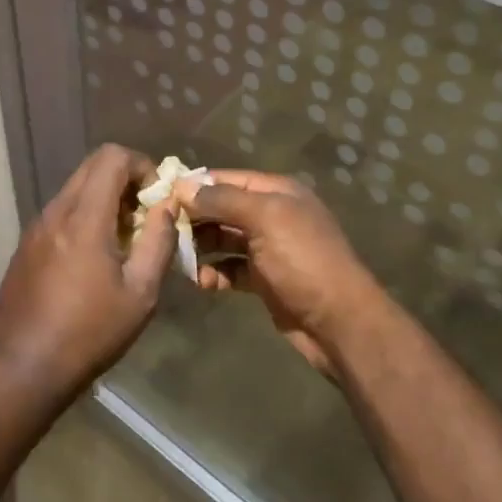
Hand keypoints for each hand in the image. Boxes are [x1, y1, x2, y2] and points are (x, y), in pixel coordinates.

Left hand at [0, 144, 177, 397]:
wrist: (21, 367)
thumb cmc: (88, 332)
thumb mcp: (140, 294)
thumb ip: (158, 242)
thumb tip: (168, 207)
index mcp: (84, 216)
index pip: (112, 156)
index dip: (142, 165)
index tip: (157, 198)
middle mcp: (56, 210)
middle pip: (93, 166)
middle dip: (126, 180)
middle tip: (145, 216)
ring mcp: (37, 226)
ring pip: (77, 188)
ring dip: (105, 199)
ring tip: (124, 240)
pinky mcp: (27, 244)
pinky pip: (62, 211)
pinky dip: (85, 216)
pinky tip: (95, 258)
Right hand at [180, 171, 383, 375]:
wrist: (340, 323)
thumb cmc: (303, 260)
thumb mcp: (264, 219)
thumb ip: (222, 200)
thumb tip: (182, 186)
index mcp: (277, 192)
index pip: (227, 179)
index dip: (196, 186)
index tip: (162, 196)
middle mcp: (272, 215)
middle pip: (223, 208)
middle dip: (195, 218)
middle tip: (164, 231)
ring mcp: (269, 248)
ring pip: (224, 239)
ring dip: (202, 247)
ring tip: (178, 258)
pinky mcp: (265, 280)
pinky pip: (231, 269)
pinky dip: (215, 273)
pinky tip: (201, 282)